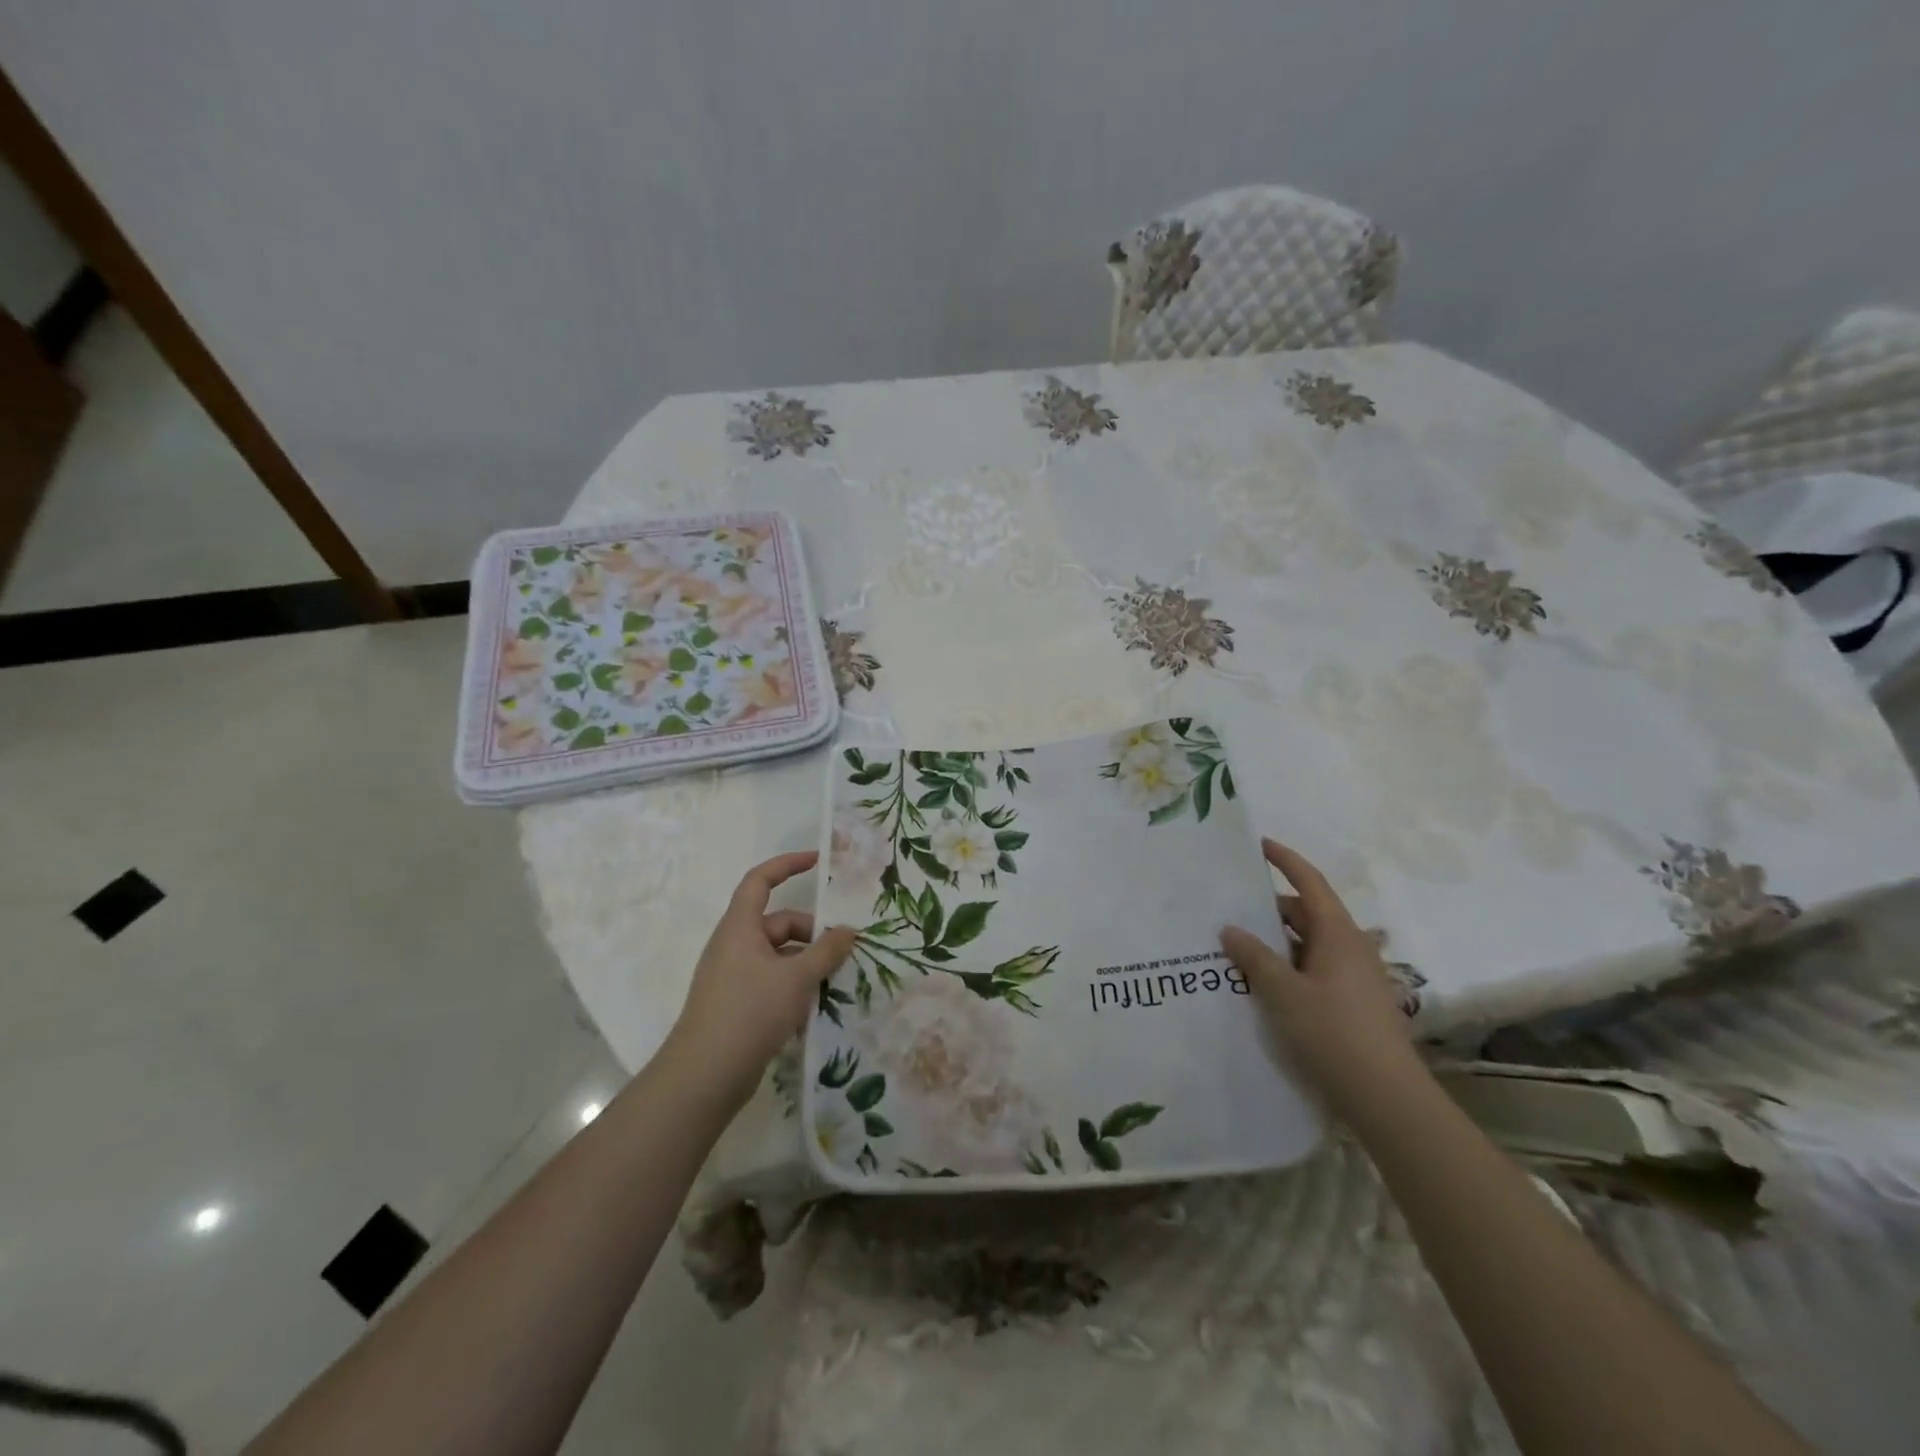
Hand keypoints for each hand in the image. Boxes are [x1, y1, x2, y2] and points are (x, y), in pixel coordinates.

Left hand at [665, 851, 856, 1101]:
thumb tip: (849, 931)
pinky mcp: (737, 1005)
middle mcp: (734, 946)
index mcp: (740, 927)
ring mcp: (733, 977)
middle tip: (843, 951)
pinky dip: (794, 987)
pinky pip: (772, 981)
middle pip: (778, 923)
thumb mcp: (797, 977)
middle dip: (812, 933)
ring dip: (807, 964)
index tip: (817, 861)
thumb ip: (827, 950)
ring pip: (778, 956)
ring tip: (834, 983)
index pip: (760, 880)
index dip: (787, 865)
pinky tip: (814, 1009)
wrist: (705, 1075)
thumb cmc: (750, 1012)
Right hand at [1221, 837, 1426, 1126]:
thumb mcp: (1283, 993)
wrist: (1387, 1098)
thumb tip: (1230, 928)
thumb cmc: (1334, 1034)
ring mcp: (1355, 976)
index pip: (1310, 883)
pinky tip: (1262, 982)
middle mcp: (1350, 947)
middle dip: (1270, 907)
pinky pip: (1314, 968)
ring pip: (1309, 943)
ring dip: (1276, 941)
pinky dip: (1288, 965)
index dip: (1285, 860)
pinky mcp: (1354, 1001)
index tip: (1258, 845)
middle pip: (1307, 913)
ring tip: (1237, 946)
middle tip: (1230, 908)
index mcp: (1338, 934)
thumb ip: (1254, 957)